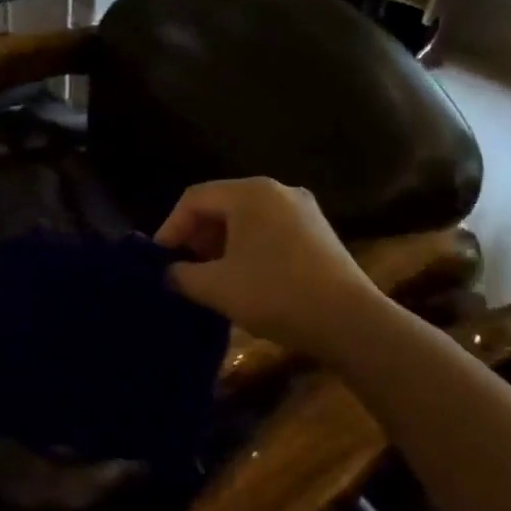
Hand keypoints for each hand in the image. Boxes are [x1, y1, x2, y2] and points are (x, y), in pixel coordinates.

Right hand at [155, 179, 378, 363]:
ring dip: (221, 244)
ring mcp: (303, 210)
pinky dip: (248, 248)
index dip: (170, 227)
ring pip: (247, 219)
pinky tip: (244, 278)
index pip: (194, 198)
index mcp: (250, 193)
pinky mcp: (319, 232)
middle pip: (222, 204)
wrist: (349, 321)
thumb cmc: (275, 293)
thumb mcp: (216, 287)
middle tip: (183, 268)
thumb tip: (168, 274)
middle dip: (196, 236)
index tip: (160, 261)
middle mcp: (278, 190)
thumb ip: (181, 276)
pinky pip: (270, 230)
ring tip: (210, 276)